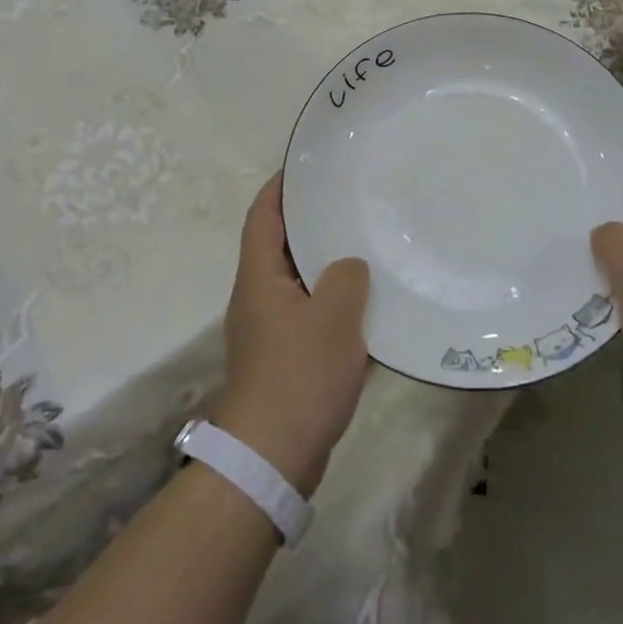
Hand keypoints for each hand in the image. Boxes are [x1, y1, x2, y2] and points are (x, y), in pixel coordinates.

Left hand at [214, 174, 371, 495]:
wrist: (271, 458)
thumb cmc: (299, 376)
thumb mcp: (334, 317)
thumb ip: (346, 277)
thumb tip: (348, 266)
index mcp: (259, 277)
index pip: (263, 215)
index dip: (280, 187)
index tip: (308, 165)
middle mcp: (257, 296)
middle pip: (279, 244)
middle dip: (309, 220)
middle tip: (349, 200)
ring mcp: (268, 329)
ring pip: (297, 280)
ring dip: (324, 262)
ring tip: (364, 243)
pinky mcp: (282, 357)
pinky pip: (307, 312)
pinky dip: (331, 300)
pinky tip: (365, 303)